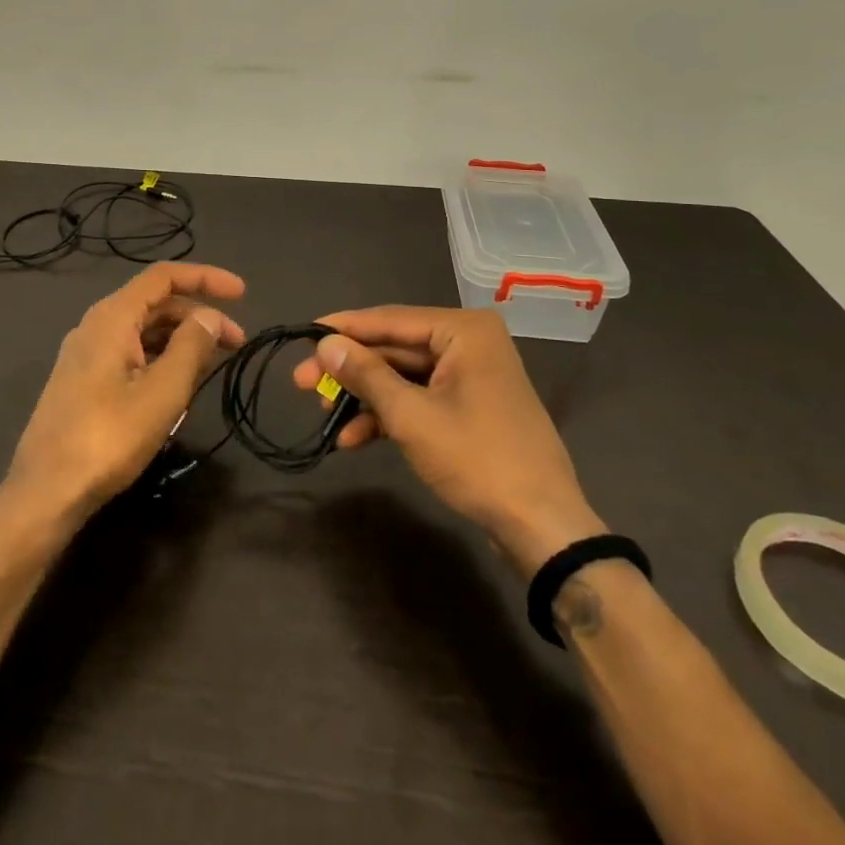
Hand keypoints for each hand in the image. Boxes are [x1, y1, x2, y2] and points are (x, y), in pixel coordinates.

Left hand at [4, 262, 245, 522]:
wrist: (45, 492)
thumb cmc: (108, 437)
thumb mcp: (162, 392)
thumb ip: (191, 347)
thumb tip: (211, 317)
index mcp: (113, 317)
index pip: (164, 276)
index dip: (206, 278)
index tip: (242, 294)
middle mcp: (96, 326)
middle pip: (156, 303)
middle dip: (199, 315)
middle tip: (237, 342)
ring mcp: (86, 354)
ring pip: (143, 330)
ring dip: (181, 338)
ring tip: (213, 364)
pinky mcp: (83, 381)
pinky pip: (130, 353)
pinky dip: (161, 357)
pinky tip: (178, 384)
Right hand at [293, 306, 603, 576]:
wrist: (541, 524)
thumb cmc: (477, 458)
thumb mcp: (411, 416)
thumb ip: (366, 374)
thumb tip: (325, 343)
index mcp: (463, 330)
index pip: (390, 319)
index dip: (343, 328)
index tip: (303, 335)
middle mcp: (469, 342)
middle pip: (395, 348)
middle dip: (350, 370)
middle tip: (303, 384)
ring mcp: (472, 375)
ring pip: (404, 376)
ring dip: (366, 397)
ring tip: (325, 417)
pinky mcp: (471, 405)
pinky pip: (421, 397)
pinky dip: (390, 415)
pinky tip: (355, 439)